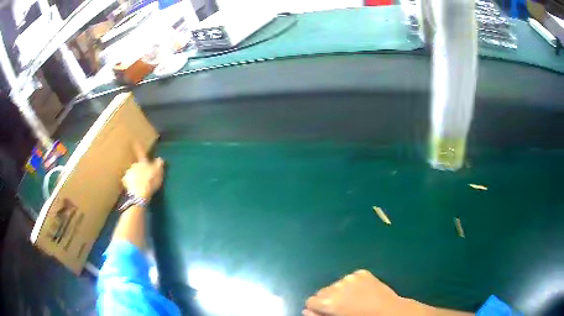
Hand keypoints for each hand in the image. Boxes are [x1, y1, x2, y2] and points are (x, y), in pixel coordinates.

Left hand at [122, 145, 164, 199]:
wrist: (139, 194)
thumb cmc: (150, 181)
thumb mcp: (158, 173)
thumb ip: (159, 164)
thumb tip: (160, 158)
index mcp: (142, 162)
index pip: (141, 152)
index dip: (138, 147)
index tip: (134, 140)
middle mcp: (134, 165)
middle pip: (136, 164)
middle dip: (139, 168)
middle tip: (143, 175)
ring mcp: (128, 173)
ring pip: (132, 173)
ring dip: (135, 176)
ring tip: (139, 184)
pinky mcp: (125, 182)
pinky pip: (128, 181)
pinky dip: (131, 183)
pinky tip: (134, 188)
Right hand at [303, 269, 417, 315]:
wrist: (389, 312)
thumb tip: (306, 311)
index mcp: (328, 301)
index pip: (311, 301)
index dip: (317, 308)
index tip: (326, 313)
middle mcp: (337, 286)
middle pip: (322, 291)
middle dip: (327, 299)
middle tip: (340, 308)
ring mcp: (351, 277)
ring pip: (336, 284)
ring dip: (340, 291)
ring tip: (352, 300)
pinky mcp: (362, 273)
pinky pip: (350, 278)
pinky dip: (352, 284)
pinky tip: (362, 292)